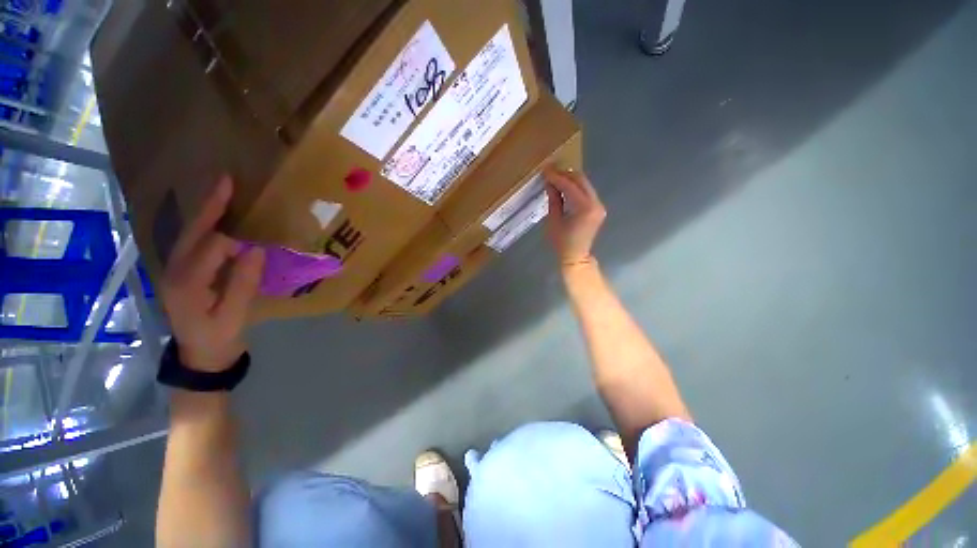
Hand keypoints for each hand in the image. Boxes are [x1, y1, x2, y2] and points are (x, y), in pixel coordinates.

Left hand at [161, 176, 264, 372]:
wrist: (200, 357)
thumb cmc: (219, 338)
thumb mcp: (234, 315)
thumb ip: (243, 283)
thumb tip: (256, 250)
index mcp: (186, 283)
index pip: (211, 248)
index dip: (235, 243)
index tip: (259, 248)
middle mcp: (173, 271)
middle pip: (192, 232)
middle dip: (210, 206)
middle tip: (226, 181)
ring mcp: (173, 271)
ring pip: (189, 234)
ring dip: (207, 213)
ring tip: (223, 192)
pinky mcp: (180, 273)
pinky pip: (192, 243)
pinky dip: (205, 226)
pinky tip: (216, 218)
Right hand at [544, 168, 606, 265]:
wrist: (576, 256)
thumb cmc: (562, 243)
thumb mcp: (554, 221)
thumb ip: (554, 200)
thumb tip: (550, 183)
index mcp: (584, 208)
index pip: (570, 186)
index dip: (557, 177)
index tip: (545, 170)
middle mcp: (595, 203)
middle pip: (581, 180)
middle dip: (565, 174)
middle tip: (550, 171)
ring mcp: (599, 205)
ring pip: (584, 184)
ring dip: (570, 179)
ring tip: (555, 177)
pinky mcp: (598, 208)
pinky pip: (586, 191)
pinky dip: (575, 187)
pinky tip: (564, 187)